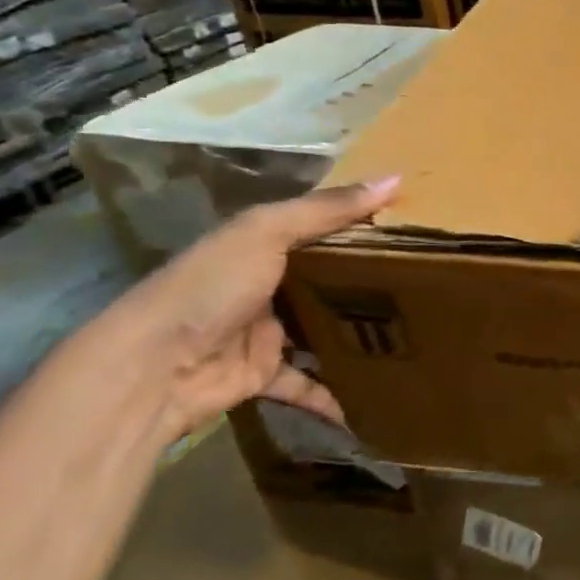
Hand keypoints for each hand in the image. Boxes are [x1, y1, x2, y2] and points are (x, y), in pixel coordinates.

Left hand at [105, 177, 399, 443]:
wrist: (151, 368)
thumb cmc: (211, 286)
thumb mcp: (268, 232)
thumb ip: (329, 209)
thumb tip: (396, 178)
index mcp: (261, 244)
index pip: (321, 228)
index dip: (362, 225)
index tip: (415, 226)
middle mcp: (264, 284)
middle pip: (327, 280)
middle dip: (369, 283)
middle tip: (428, 283)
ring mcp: (264, 332)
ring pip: (321, 331)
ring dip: (356, 336)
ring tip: (412, 335)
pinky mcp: (263, 375)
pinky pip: (306, 384)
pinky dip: (332, 395)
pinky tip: (368, 400)